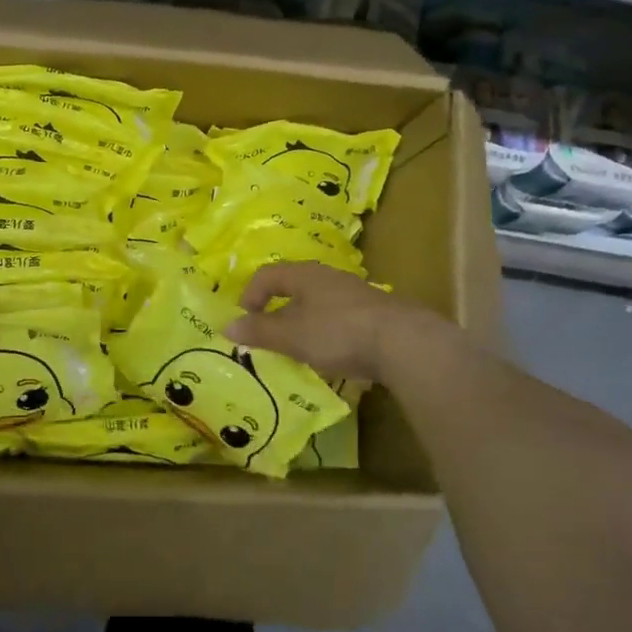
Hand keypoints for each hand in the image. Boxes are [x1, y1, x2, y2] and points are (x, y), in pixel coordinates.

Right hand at [225, 262, 444, 383]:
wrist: (404, 343)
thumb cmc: (338, 332)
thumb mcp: (291, 335)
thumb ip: (259, 331)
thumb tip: (227, 327)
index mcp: (306, 275)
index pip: (268, 275)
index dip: (250, 295)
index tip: (245, 321)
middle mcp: (330, 278)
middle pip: (295, 288)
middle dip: (278, 312)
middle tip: (269, 338)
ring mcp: (356, 295)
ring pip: (319, 305)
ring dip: (304, 325)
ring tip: (298, 350)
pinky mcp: (376, 316)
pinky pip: (340, 320)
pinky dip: (328, 335)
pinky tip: (332, 357)